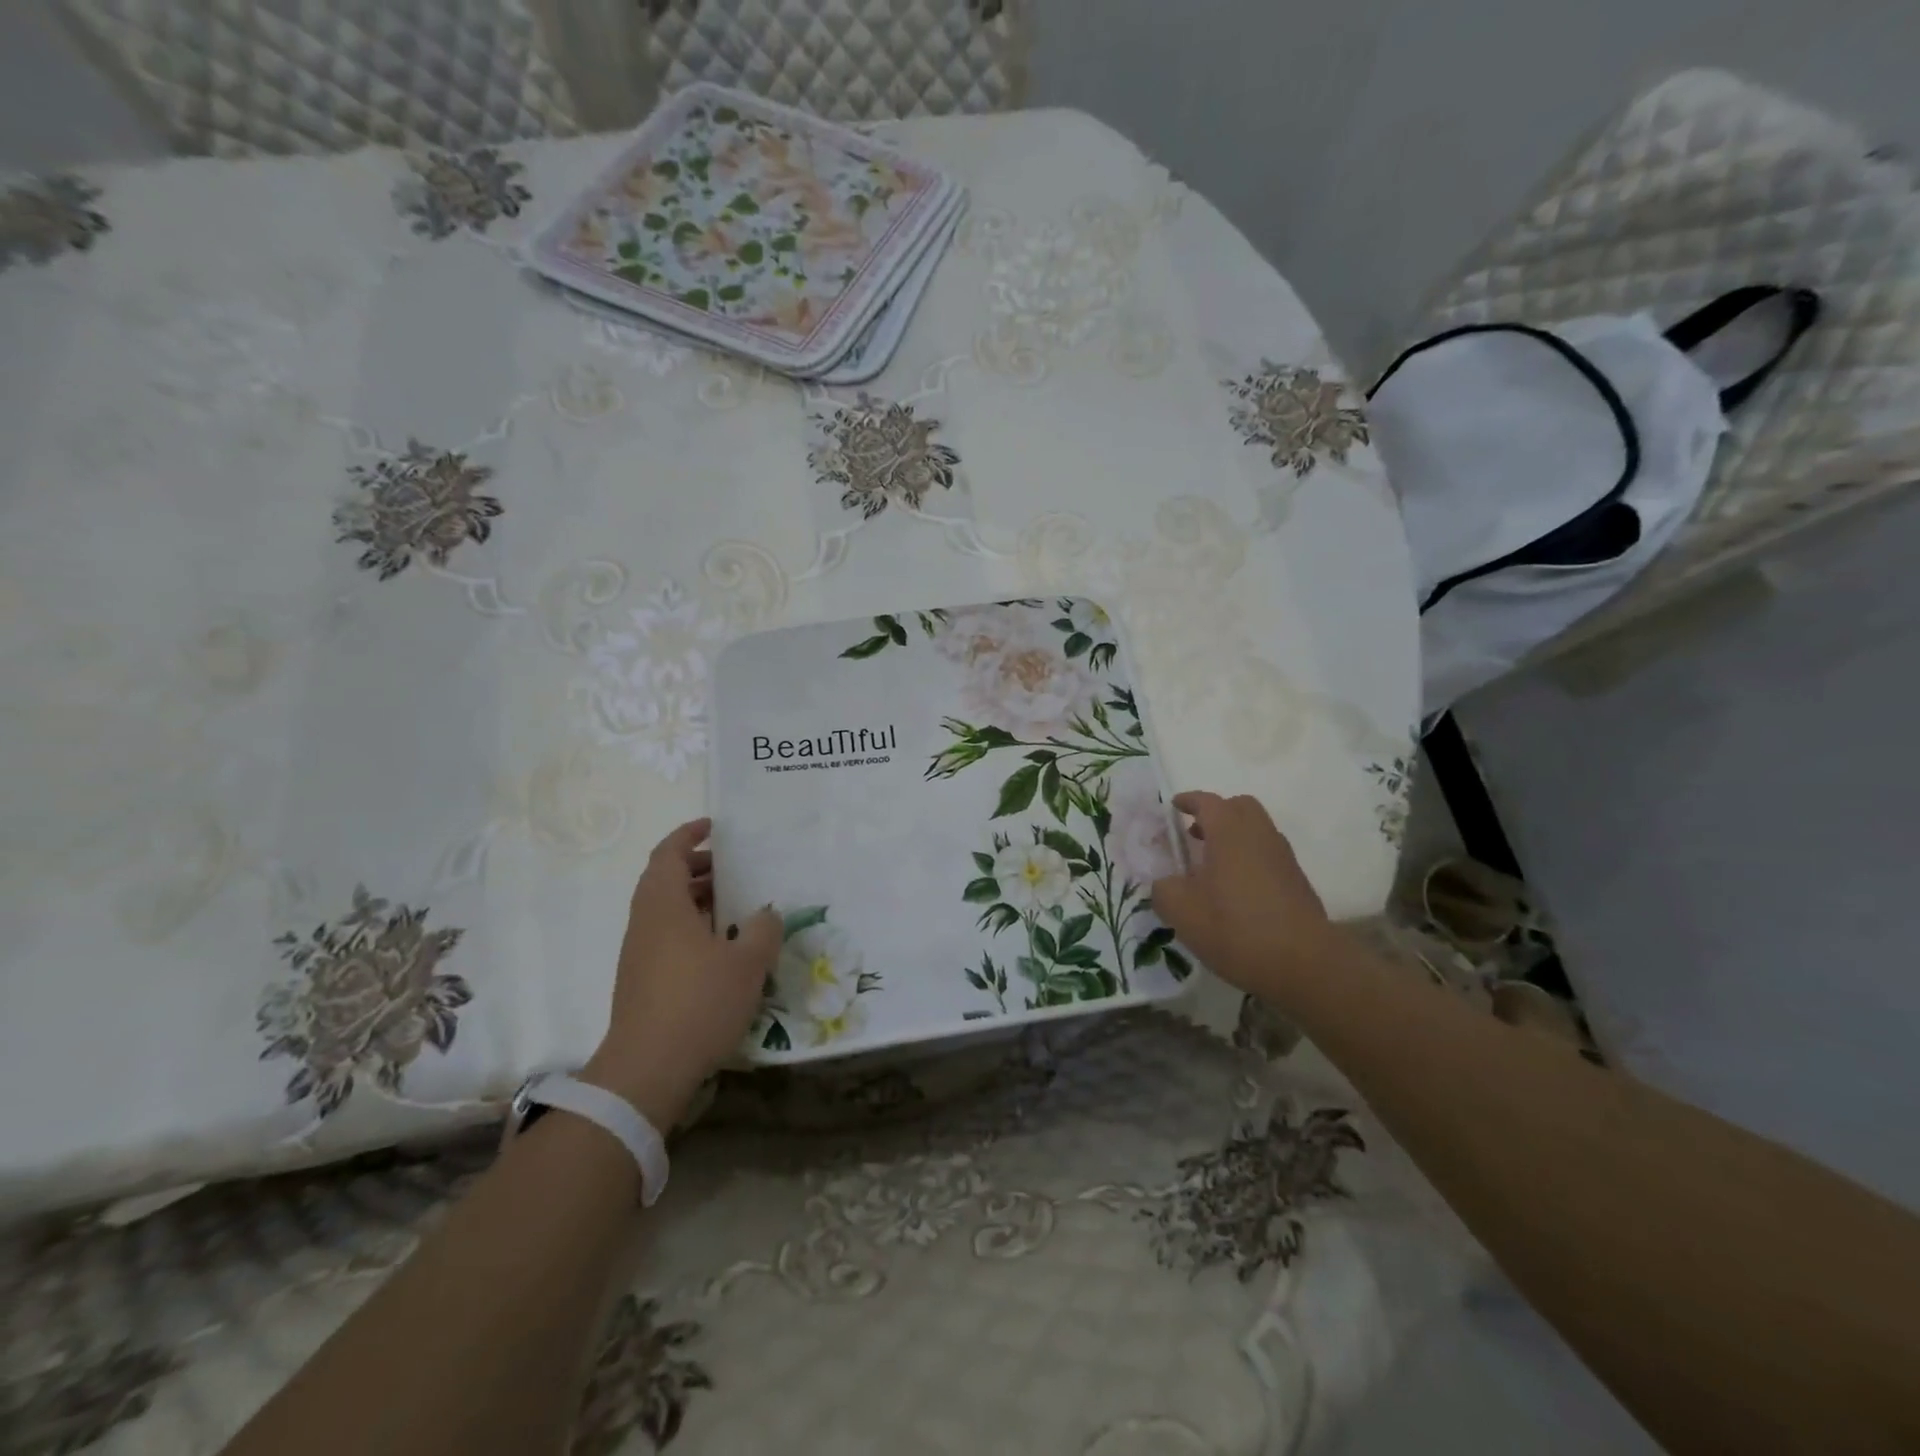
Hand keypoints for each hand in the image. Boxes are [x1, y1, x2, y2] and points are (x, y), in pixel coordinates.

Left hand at [582, 818, 780, 1126]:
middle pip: (664, 879)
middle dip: (697, 867)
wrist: (647, 1070)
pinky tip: (721, 946)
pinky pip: (666, 935)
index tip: (713, 827)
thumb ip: (763, 930)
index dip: (688, 835)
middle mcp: (646, 923)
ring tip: (734, 905)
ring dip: (696, 899)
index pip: (668, 854)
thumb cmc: (698, 1003)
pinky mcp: (642, 980)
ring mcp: (640, 953)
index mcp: (664, 906)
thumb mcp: (747, 963)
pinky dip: (691, 926)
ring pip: (665, 910)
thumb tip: (767, 913)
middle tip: (732, 867)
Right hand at [1150, 791, 1340, 1005]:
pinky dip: (1250, 857)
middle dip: (1216, 813)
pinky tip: (1236, 889)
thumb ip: (1164, 890)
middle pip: (1240, 807)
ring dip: (1234, 836)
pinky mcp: (1297, 881)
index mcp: (1229, 832)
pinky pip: (1268, 854)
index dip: (1189, 801)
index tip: (1174, 806)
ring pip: (1257, 830)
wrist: (1304, 964)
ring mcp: (1283, 857)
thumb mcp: (1182, 912)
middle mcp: (1259, 835)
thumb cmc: (1236, 929)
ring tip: (1212, 865)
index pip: (1207, 802)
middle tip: (1196, 833)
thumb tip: (1165, 883)